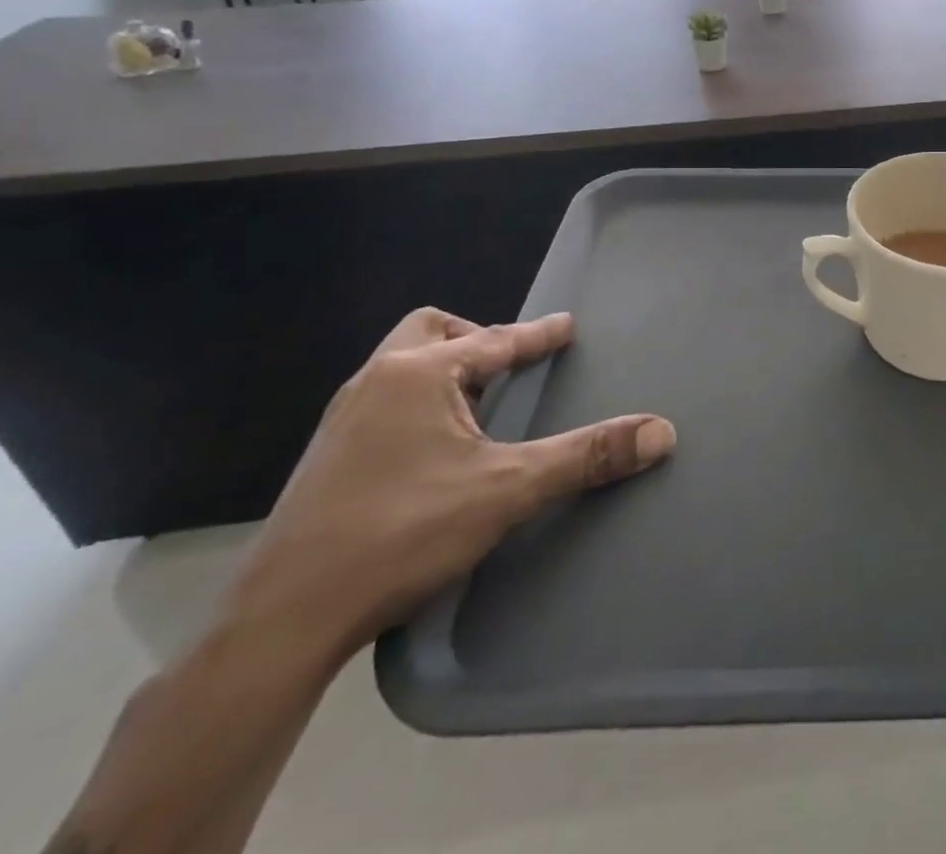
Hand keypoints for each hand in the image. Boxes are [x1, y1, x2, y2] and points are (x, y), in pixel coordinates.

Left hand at [224, 307, 675, 667]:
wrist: (284, 619)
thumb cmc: (402, 533)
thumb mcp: (508, 490)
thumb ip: (586, 456)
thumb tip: (661, 432)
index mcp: (418, 374)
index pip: (495, 339)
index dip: (538, 334)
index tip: (565, 325)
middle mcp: (376, 380)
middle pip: (431, 332)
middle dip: (475, 341)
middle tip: (507, 372)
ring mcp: (343, 418)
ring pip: (402, 367)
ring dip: (445, 373)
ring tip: (478, 409)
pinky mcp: (326, 456)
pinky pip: (385, 401)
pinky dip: (420, 404)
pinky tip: (433, 450)